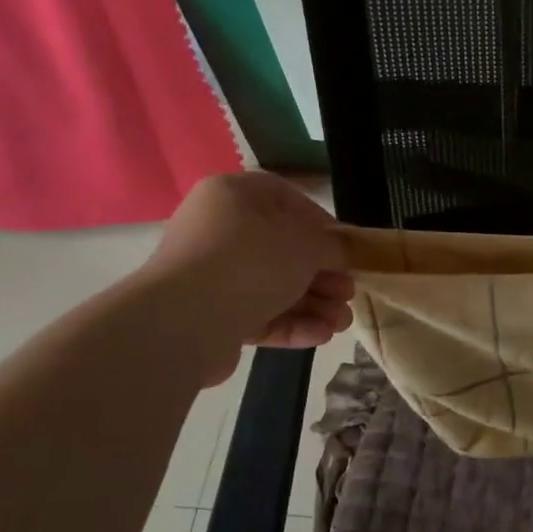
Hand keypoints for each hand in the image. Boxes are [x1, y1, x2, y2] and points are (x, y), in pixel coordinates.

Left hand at [137, 173, 353, 383]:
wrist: (184, 321)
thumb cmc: (251, 262)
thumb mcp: (306, 244)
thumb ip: (333, 245)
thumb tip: (344, 252)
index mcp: (234, 196)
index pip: (286, 199)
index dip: (322, 223)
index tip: (346, 248)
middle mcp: (218, 230)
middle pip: (284, 250)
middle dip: (323, 276)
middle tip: (348, 292)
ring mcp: (213, 275)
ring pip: (275, 286)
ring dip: (314, 304)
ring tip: (341, 323)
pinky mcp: (212, 315)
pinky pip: (259, 313)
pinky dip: (291, 322)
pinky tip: (321, 335)